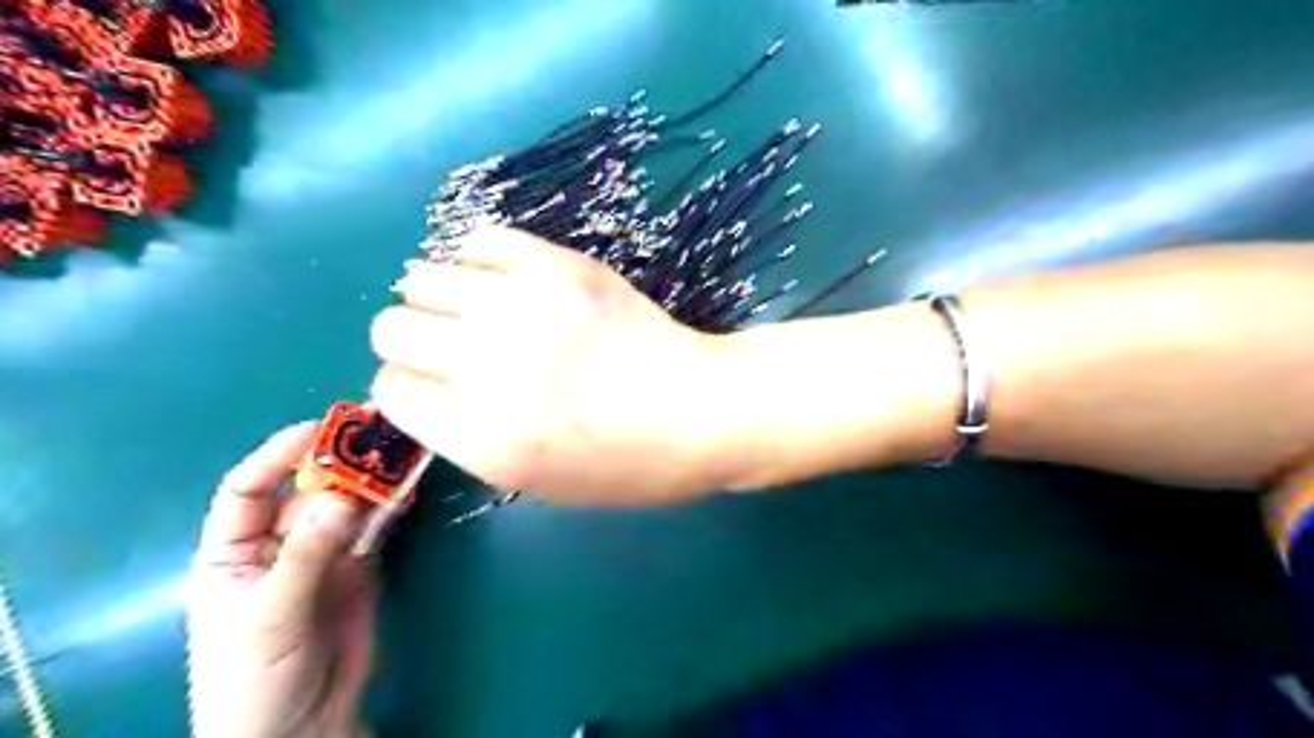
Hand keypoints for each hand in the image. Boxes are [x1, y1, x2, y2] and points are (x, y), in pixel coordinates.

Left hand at [188, 424, 374, 737]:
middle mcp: (279, 543)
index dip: (279, 454)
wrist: (301, 727)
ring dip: (372, 477)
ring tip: (401, 445)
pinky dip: (391, 505)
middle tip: (378, 427)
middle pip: (308, 489)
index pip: (249, 488)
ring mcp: (324, 553)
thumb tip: (343, 496)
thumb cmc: (254, 677)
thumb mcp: (270, 615)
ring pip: (348, 504)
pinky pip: (375, 527)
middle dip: (339, 459)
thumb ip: (306, 555)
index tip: (320, 428)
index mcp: (233, 551)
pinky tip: (407, 484)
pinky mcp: (361, 566)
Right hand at [368, 222, 736, 507]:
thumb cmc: (625, 463)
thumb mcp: (537, 483)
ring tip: (473, 310)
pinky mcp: (559, 267)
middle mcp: (489, 367)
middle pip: (390, 328)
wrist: (698, 410)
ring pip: (421, 278)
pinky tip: (500, 280)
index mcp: (482, 437)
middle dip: (410, 342)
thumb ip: (468, 437)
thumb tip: (425, 386)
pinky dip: (476, 259)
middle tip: (448, 347)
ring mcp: (524, 308)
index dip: (407, 388)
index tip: (432, 386)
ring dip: (436, 298)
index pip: (392, 391)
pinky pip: (481, 240)